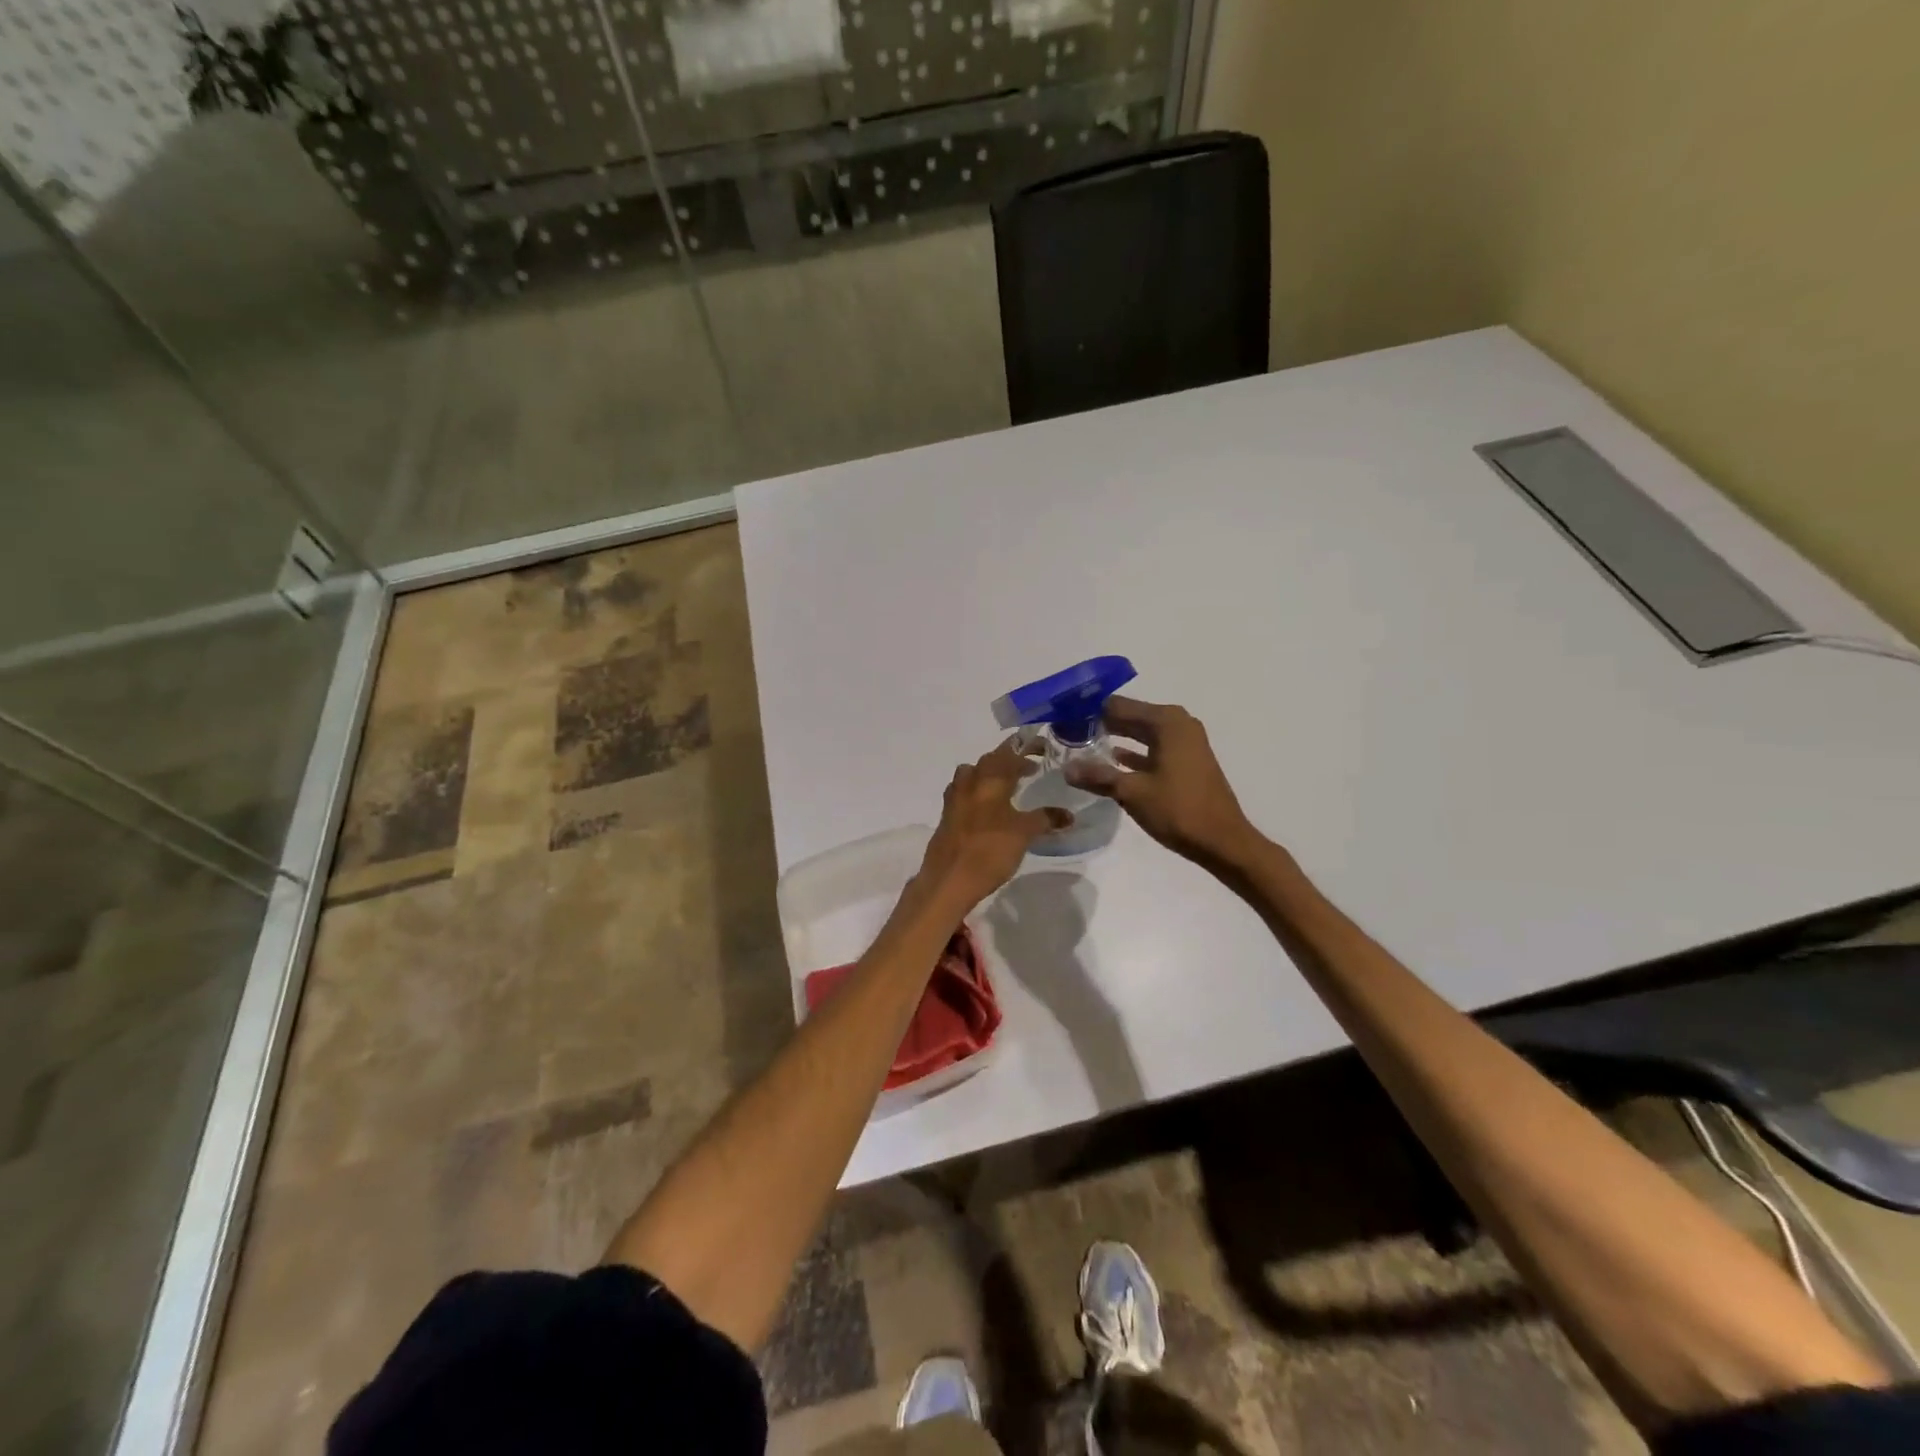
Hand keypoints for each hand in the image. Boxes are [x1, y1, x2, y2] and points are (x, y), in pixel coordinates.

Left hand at [916, 740, 1069, 911]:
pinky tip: (987, 808)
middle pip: (989, 760)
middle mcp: (969, 782)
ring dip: (989, 773)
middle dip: (1009, 759)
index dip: (1026, 748)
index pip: (1009, 752)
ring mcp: (954, 799)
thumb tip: (1068, 815)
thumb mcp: (1024, 834)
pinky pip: (963, 792)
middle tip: (1029, 768)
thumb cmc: (989, 851)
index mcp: (989, 780)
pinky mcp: (946, 816)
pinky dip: (977, 791)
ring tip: (1006, 785)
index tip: (1043, 749)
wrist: (949, 880)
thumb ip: (1046, 819)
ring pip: (971, 773)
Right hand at [1067, 696, 1259, 869]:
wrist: (1222, 841)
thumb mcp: (1132, 792)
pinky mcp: (1187, 761)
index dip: (1090, 711)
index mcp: (1166, 722)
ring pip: (1142, 732)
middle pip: (1130, 716)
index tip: (1064, 718)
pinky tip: (1112, 760)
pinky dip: (1134, 752)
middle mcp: (1178, 724)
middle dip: (1101, 723)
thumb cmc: (1178, 810)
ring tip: (1082, 743)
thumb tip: (1066, 769)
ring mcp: (1185, 742)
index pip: (1118, 705)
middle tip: (1067, 730)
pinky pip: (1153, 747)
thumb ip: (1098, 776)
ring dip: (1116, 737)